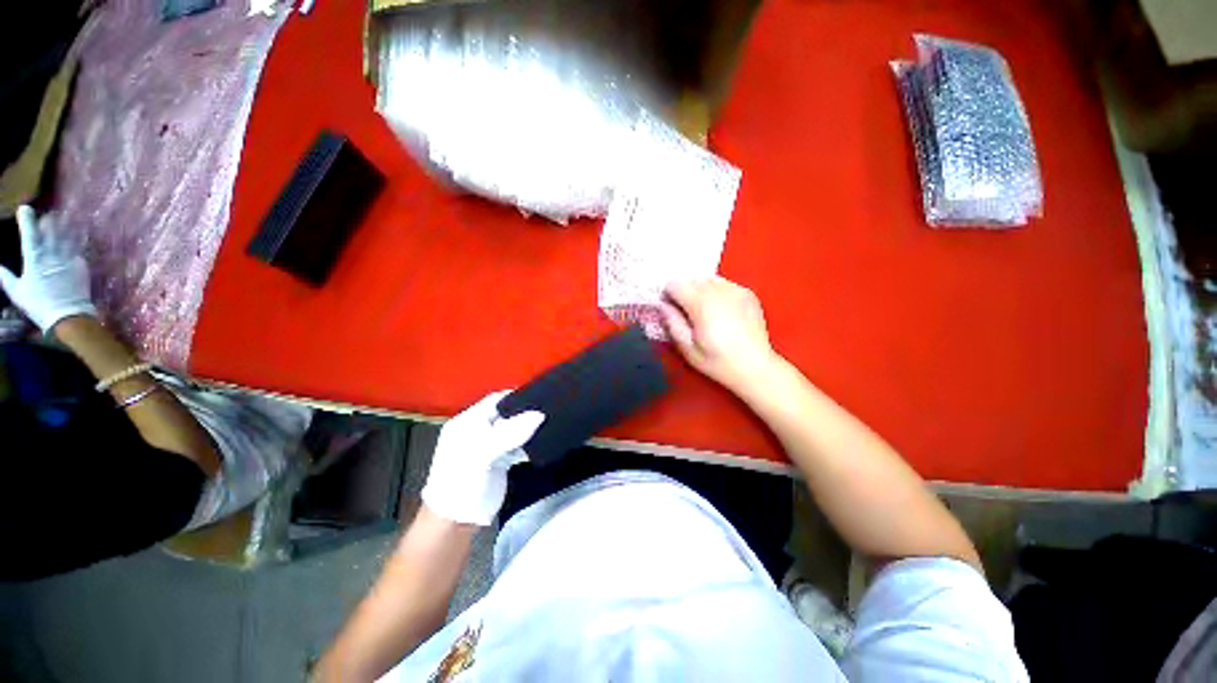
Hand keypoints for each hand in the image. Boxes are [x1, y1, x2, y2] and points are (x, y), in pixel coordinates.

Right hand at [0, 205, 96, 332]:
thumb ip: (6, 276)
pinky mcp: (82, 264)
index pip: (29, 232)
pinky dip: (75, 239)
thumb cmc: (38, 305)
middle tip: (46, 216)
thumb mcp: (17, 292)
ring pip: (66, 234)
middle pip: (51, 229)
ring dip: (64, 225)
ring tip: (62, 218)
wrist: (68, 316)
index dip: (26, 218)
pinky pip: (78, 247)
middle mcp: (52, 254)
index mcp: (34, 258)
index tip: (24, 208)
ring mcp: (69, 258)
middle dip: (48, 220)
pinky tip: (75, 235)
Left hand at [421, 392, 544, 525]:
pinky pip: (518, 445)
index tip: (540, 395)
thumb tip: (540, 414)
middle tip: (550, 409)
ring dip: (529, 428)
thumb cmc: (462, 482)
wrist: (455, 522)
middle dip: (526, 412)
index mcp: (468, 422)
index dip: (516, 396)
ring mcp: (490, 446)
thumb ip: (510, 432)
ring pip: (514, 429)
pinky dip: (529, 444)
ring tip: (552, 423)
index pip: (495, 400)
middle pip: (507, 414)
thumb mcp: (482, 454)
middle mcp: (479, 430)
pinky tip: (543, 443)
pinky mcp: (499, 460)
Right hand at [661, 276, 779, 393]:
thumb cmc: (717, 361)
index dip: (668, 295)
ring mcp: (736, 290)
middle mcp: (718, 291)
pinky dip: (717, 292)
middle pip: (691, 279)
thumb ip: (672, 323)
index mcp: (701, 304)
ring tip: (705, 313)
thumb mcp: (688, 348)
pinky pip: (725, 284)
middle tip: (687, 314)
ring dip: (701, 291)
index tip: (670, 309)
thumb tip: (662, 305)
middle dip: (684, 292)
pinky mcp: (748, 293)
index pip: (675, 284)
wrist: (755, 367)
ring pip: (708, 280)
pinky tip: (722, 311)